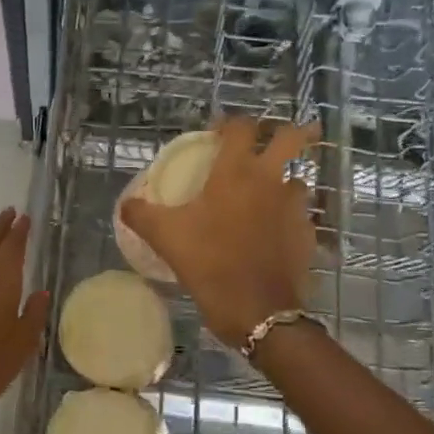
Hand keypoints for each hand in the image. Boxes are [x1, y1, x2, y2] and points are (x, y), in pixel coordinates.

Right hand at [120, 117, 318, 346]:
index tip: (218, 132)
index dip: (230, 123)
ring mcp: (294, 207)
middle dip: (289, 131)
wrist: (257, 311)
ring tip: (267, 193)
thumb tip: (126, 204)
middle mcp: (270, 180)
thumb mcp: (164, 237)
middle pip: (293, 138)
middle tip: (269, 140)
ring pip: (299, 178)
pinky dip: (288, 216)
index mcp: (236, 172)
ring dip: (285, 178)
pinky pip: (301, 215)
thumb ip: (141, 214)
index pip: (241, 127)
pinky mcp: (307, 234)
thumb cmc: (209, 263)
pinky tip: (272, 231)